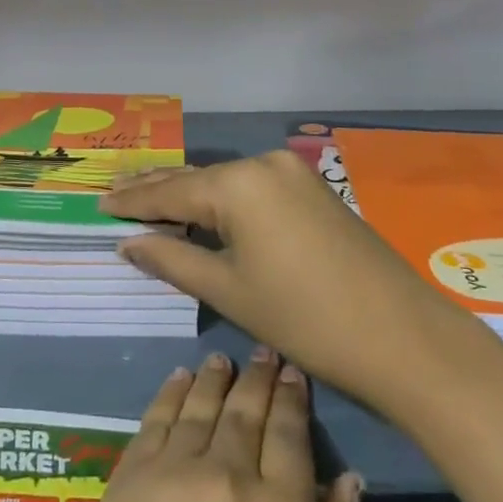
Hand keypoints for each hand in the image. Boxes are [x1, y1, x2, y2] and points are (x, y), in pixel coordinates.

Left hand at [61, 348, 359, 501]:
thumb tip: (346, 478)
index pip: (290, 433)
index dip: (293, 397)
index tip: (294, 373)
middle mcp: (228, 477)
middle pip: (246, 409)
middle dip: (258, 378)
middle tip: (264, 355)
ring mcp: (172, 472)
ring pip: (200, 404)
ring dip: (215, 377)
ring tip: (224, 361)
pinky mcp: (127, 478)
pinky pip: (155, 418)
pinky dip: (171, 392)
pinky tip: (180, 378)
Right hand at [104, 151, 450, 416]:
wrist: (404, 338)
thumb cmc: (305, 319)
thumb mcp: (230, 291)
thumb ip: (173, 259)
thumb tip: (128, 241)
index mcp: (238, 183)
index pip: (170, 191)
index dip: (132, 201)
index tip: (98, 203)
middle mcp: (263, 163)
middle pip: (197, 178)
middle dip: (156, 189)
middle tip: (115, 192)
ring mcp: (293, 173)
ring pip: (225, 181)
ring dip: (190, 193)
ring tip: (149, 198)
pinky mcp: (313, 190)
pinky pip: (252, 188)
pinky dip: (223, 199)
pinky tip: (203, 208)